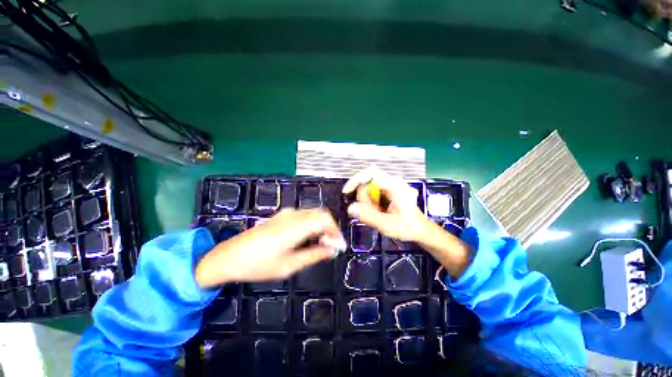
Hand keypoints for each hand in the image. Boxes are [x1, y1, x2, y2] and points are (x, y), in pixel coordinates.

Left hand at [195, 208, 345, 287]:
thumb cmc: (258, 265)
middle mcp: (293, 215)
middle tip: (331, 246)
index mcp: (295, 226)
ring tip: (321, 244)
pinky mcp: (281, 216)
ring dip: (321, 226)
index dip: (335, 231)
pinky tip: (308, 238)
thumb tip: (332, 250)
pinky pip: (304, 216)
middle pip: (321, 214)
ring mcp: (286, 213)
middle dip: (330, 228)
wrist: (228, 256)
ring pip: (313, 214)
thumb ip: (314, 255)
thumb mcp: (289, 265)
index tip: (339, 246)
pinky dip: (312, 224)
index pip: (325, 219)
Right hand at [342, 166, 429, 241]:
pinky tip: (379, 211)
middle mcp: (392, 181)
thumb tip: (350, 208)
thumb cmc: (408, 227)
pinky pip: (372, 193)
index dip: (355, 180)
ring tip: (378, 214)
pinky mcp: (388, 190)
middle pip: (367, 183)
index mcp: (394, 185)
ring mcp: (390, 185)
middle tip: (371, 213)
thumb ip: (369, 216)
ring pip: (368, 188)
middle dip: (364, 199)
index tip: (346, 191)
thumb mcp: (388, 225)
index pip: (370, 173)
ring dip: (368, 202)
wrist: (420, 229)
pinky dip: (371, 203)